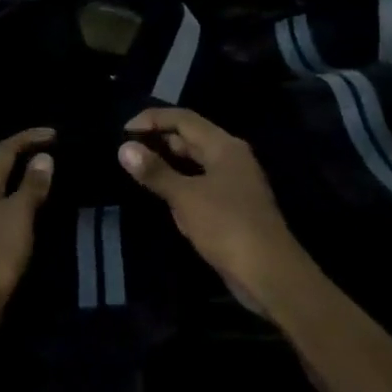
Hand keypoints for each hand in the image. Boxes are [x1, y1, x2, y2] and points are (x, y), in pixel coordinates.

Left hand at [0, 128, 55, 341]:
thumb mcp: (19, 216)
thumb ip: (31, 186)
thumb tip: (43, 157)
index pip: (5, 149)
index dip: (29, 137)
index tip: (56, 134)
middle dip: (24, 157)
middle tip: (55, 154)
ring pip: (0, 191)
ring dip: (22, 182)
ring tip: (49, 181)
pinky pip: (2, 214)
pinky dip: (19, 206)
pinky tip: (34, 215)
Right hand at [118, 108, 306, 316]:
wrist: (268, 273)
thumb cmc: (227, 226)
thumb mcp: (186, 197)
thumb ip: (155, 171)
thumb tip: (124, 148)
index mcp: (224, 146)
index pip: (184, 119)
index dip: (152, 119)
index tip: (123, 131)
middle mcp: (230, 158)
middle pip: (190, 137)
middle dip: (158, 139)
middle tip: (125, 149)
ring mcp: (232, 183)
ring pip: (194, 162)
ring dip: (166, 161)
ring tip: (135, 167)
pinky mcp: (230, 206)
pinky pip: (198, 183)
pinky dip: (178, 182)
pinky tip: (160, 192)